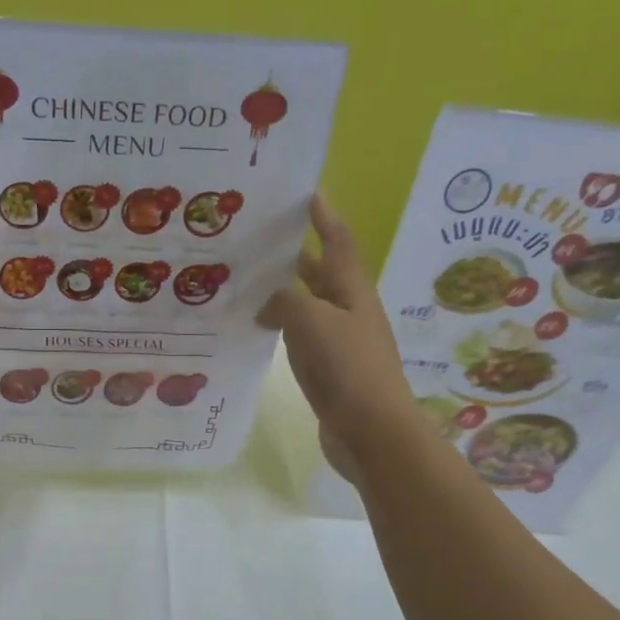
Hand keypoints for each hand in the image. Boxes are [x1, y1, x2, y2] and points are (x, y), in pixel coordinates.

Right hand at [258, 194, 414, 480]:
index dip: (323, 214)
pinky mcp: (326, 366)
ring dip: (282, 286)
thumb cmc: (349, 368)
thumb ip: (285, 300)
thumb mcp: (313, 321)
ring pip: (306, 301)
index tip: (305, 189)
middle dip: (295, 248)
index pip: (337, 240)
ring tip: (246, 274)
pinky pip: (298, 332)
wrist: (372, 431)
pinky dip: (278, 321)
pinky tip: (255, 324)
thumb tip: (268, 304)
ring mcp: (337, 338)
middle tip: (258, 233)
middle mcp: (346, 308)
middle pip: (320, 269)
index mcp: (351, 289)